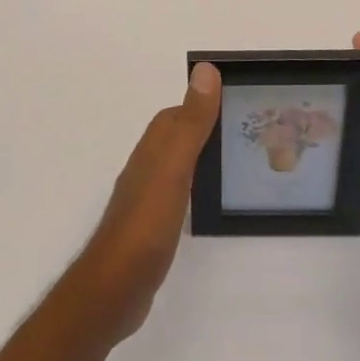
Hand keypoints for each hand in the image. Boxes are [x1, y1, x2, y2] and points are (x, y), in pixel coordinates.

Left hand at [71, 62, 221, 342]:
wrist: (114, 290)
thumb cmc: (146, 224)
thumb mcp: (174, 168)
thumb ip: (191, 123)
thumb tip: (205, 70)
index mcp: (152, 149)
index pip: (176, 115)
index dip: (203, 105)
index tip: (236, 103)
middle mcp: (146, 167)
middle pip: (177, 137)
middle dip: (206, 129)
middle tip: (245, 134)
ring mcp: (146, 199)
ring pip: (177, 165)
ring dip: (201, 158)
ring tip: (236, 164)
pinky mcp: (151, 228)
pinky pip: (177, 194)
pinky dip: (195, 188)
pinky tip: (210, 202)